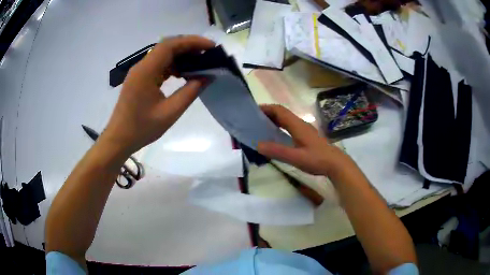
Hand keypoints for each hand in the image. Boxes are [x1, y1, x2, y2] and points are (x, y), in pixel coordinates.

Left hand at [101, 36, 214, 154]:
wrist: (119, 139)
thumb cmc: (142, 128)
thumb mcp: (170, 112)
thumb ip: (190, 92)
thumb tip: (207, 76)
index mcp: (146, 71)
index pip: (170, 45)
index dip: (192, 41)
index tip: (211, 46)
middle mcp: (141, 66)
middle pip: (167, 47)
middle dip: (189, 46)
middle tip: (208, 54)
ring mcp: (139, 72)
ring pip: (163, 55)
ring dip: (181, 55)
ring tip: (199, 63)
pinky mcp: (139, 78)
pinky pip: (158, 65)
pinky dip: (173, 65)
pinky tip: (182, 74)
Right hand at [258, 105, 347, 175]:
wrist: (335, 163)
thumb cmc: (317, 159)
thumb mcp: (296, 157)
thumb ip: (277, 151)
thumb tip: (258, 145)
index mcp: (297, 125)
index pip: (279, 111)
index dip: (266, 108)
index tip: (252, 111)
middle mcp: (300, 124)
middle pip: (282, 113)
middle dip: (268, 114)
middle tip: (253, 120)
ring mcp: (304, 130)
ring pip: (286, 120)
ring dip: (274, 120)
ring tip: (261, 127)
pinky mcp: (306, 136)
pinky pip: (290, 127)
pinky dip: (280, 127)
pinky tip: (276, 137)